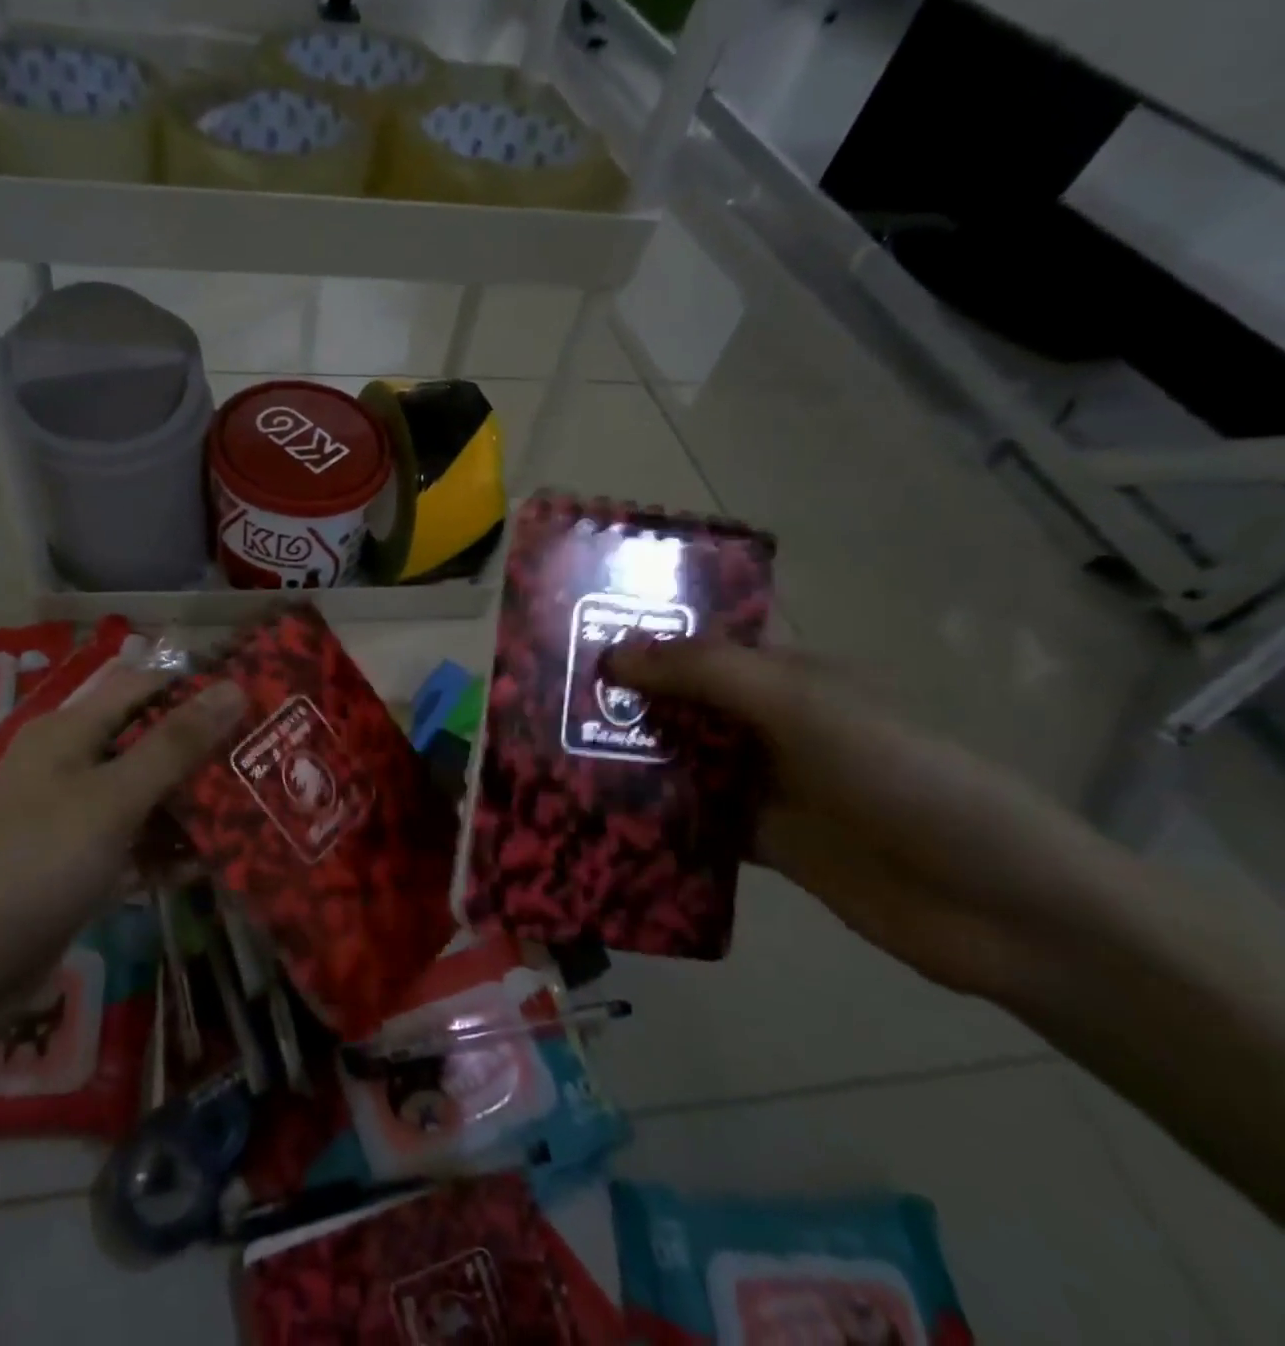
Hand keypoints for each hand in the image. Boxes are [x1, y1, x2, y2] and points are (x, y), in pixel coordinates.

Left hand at [0, 668, 244, 1057]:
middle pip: (151, 744)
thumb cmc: (30, 868)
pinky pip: (135, 849)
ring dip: (195, 806)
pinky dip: (169, 853)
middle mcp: (72, 768)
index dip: (199, 686)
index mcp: (71, 733)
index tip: (261, 698)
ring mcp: (73, 823)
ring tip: (263, 811)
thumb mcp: (111, 800)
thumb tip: (233, 688)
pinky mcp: (76, 872)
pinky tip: (217, 865)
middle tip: (272, 760)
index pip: (146, 687)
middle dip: (207, 752)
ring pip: (147, 799)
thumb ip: (175, 745)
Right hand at [602, 639, 1124, 1000]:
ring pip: (680, 760)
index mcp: (786, 676)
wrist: (997, 905)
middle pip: (681, 701)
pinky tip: (597, 816)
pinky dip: (651, 817)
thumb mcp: (801, 705)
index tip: (573, 636)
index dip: (643, 633)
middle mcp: (769, 723)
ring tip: (551, 754)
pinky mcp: (761, 841)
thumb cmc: (901, 775)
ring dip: (628, 758)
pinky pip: (692, 819)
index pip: (702, 641)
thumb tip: (613, 656)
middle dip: (621, 698)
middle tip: (541, 700)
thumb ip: (706, 673)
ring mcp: (764, 784)